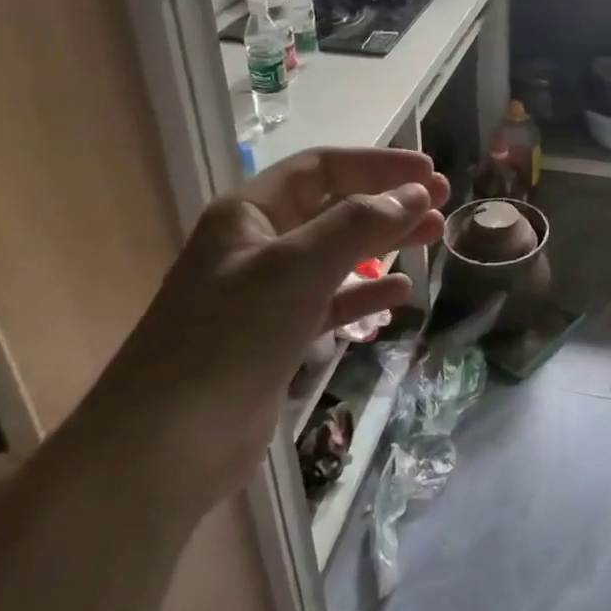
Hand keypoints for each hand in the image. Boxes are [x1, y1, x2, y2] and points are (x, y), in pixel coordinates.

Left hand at [84, 147, 448, 508]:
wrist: (168, 445)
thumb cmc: (230, 338)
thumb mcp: (297, 267)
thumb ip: (358, 225)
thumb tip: (415, 193)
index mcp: (249, 213)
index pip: (322, 168)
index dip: (377, 165)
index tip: (429, 173)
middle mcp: (257, 245)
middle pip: (333, 208)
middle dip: (387, 201)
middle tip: (442, 204)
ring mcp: (266, 293)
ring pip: (337, 254)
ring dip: (384, 243)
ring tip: (433, 237)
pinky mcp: (277, 337)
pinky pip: (331, 301)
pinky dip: (366, 295)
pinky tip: (400, 294)